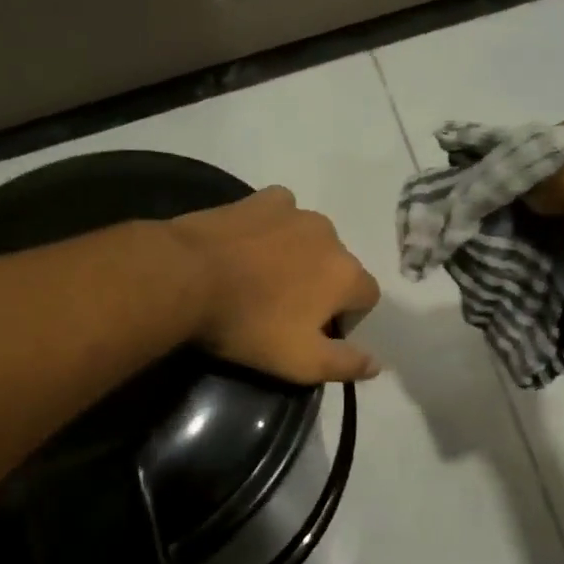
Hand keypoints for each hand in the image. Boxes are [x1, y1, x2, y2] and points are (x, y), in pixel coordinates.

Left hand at [171, 187, 381, 383]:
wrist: (186, 276)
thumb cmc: (249, 324)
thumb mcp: (300, 362)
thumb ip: (345, 364)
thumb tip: (377, 363)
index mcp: (347, 274)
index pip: (367, 298)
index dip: (347, 318)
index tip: (315, 333)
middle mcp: (331, 235)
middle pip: (338, 266)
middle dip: (322, 286)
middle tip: (284, 309)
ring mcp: (295, 211)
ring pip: (311, 239)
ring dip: (298, 256)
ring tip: (263, 277)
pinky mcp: (261, 199)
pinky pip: (281, 213)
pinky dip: (274, 228)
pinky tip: (250, 245)